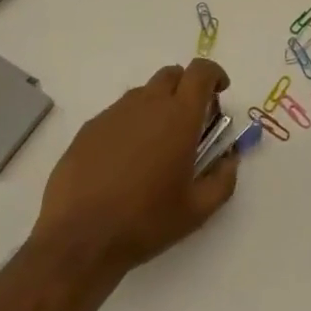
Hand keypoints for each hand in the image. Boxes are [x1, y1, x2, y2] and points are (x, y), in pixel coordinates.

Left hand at [32, 59, 238, 276]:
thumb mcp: (197, 210)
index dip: (214, 74)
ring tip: (156, 145)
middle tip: (190, 121)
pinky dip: (131, 124)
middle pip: (172, 75)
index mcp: (179, 116)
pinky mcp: (90, 128)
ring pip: (144, 93)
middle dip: (186, 87)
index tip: (219, 92)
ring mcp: (115, 113)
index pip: (201, 71)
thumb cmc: (145, 221)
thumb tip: (230, 160)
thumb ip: (223, 180)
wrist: (79, 238)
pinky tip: (125, 160)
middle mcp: (148, 104)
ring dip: (158, 106)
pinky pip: (118, 113)